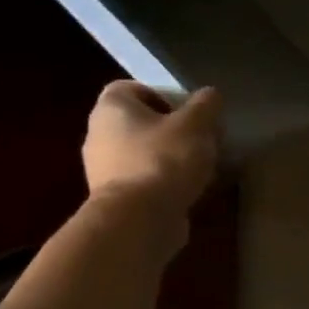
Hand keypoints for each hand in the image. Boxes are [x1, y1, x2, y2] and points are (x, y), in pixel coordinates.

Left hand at [82, 81, 221, 209]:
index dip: (160, 94)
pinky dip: (164, 184)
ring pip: (142, 154)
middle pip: (139, 123)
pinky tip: (190, 191)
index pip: (130, 88)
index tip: (187, 111)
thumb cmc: (164, 159)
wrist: (139, 220)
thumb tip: (210, 95)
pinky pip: (143, 182)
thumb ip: (206, 104)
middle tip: (201, 138)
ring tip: (202, 167)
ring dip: (170, 158)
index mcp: (111, 109)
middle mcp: (99, 135)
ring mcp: (103, 170)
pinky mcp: (115, 200)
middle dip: (171, 130)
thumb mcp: (196, 124)